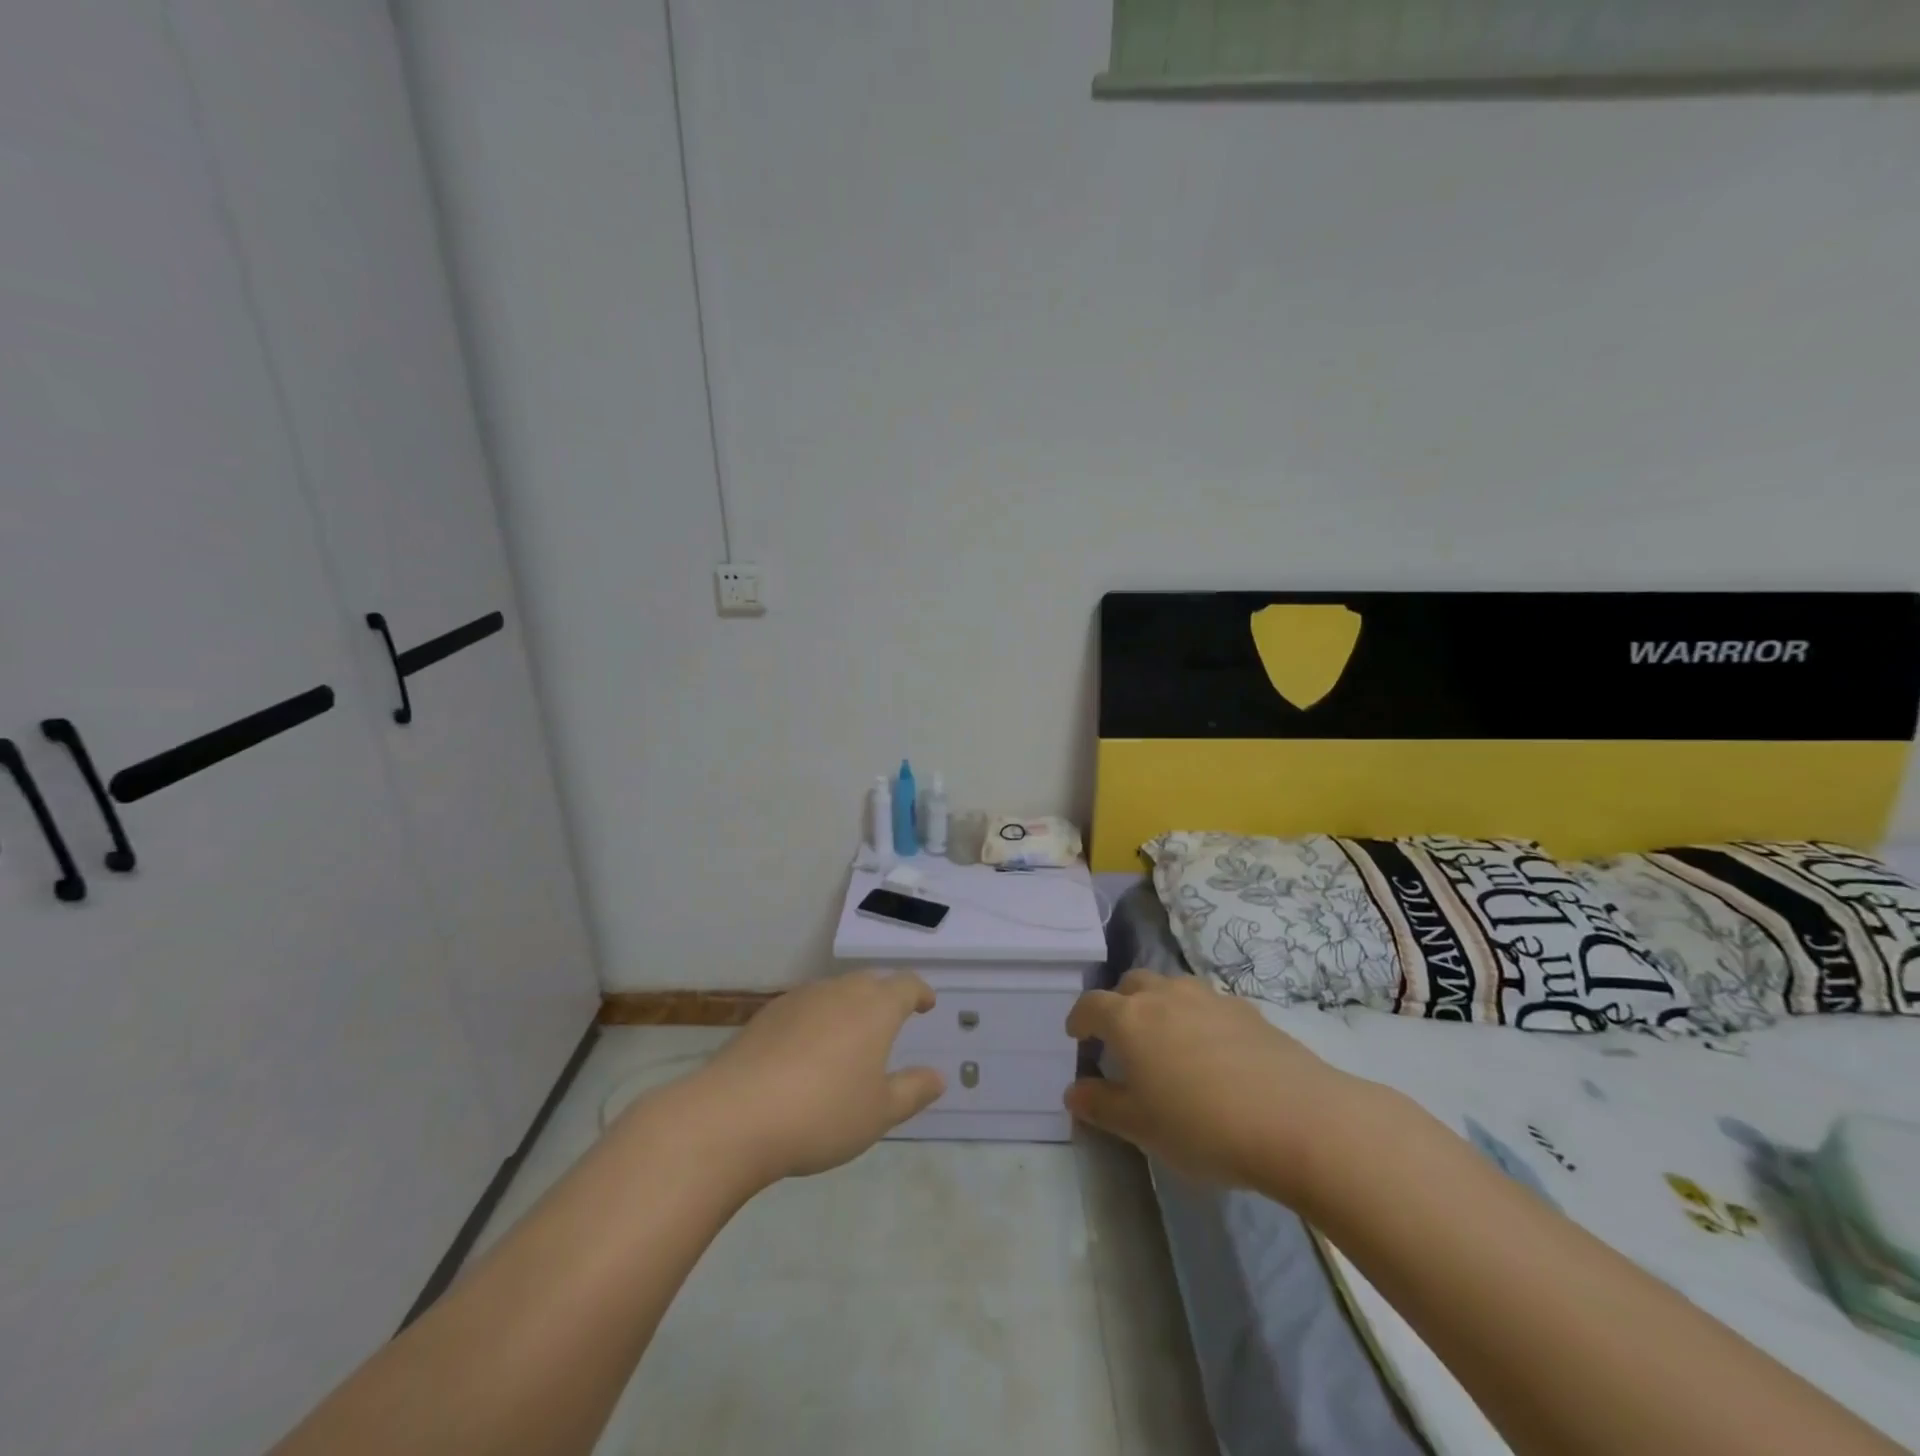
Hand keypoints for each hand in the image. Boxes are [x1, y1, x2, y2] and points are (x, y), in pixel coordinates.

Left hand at [683, 969, 944, 1185]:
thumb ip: (912, 1090)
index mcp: (875, 1007)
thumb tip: (938, 1076)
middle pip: (869, 983)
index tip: (926, 1003)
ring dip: (848, 1008)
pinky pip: (804, 1009)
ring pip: (834, 993)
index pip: (906, 985)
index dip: (920, 992)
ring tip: (849, 1040)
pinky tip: (807, 1054)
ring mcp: (799, 1000)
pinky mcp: (766, 1016)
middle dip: (884, 997)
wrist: (734, 1115)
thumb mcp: (878, 1113)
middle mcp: (839, 991)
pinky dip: (816, 1022)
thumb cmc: (822, 1114)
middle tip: (891, 1021)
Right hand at [1064, 969, 1363, 1199]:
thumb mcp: (1142, 1128)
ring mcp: (1209, 998)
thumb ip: (1102, 1106)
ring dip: (1159, 1005)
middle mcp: (1164, 995)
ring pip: (1171, 987)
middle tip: (1121, 1038)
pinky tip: (1213, 1053)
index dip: (1079, 1019)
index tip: (1077, 1036)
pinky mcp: (1247, 1010)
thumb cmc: (1203, 1127)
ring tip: (1166, 1040)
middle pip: (1131, 984)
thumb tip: (1073, 1092)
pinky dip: (1197, 1017)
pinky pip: (1208, 1004)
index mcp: (1129, 1018)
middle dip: (1119, 1004)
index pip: (1091, 1005)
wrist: (1298, 1120)